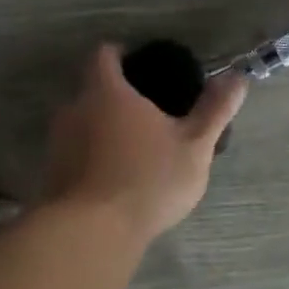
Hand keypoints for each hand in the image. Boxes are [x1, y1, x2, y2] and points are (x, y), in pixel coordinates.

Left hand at [43, 44, 248, 244]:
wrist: (89, 234)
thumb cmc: (146, 179)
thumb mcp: (194, 145)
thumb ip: (215, 110)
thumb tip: (237, 77)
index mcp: (107, 91)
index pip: (103, 54)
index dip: (120, 55)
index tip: (141, 67)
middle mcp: (74, 108)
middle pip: (91, 89)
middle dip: (115, 97)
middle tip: (147, 115)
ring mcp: (58, 142)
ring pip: (81, 123)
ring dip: (102, 130)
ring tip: (133, 151)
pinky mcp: (50, 175)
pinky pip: (73, 154)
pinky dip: (90, 159)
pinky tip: (113, 181)